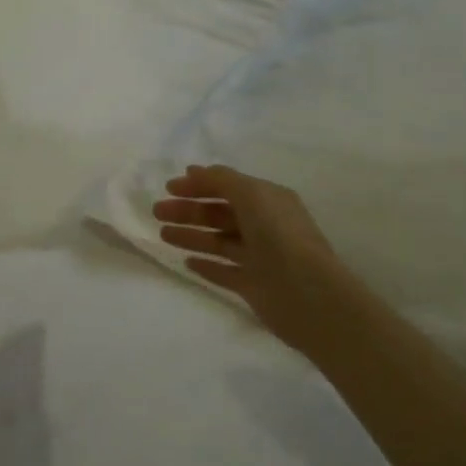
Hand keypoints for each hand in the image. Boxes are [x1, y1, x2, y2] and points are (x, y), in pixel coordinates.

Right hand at [152, 164, 356, 356]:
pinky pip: (224, 272)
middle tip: (157, 212)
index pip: (228, 187)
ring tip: (163, 235)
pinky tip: (186, 262)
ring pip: (218, 241)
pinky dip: (206, 266)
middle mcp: (265, 226)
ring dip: (191, 235)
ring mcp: (259, 257)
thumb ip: (220, 179)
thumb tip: (193, 171)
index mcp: (268, 201)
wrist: (308, 294)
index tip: (169, 187)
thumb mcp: (250, 194)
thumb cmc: (279, 235)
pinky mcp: (254, 286)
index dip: (198, 185)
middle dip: (188, 210)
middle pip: (219, 214)